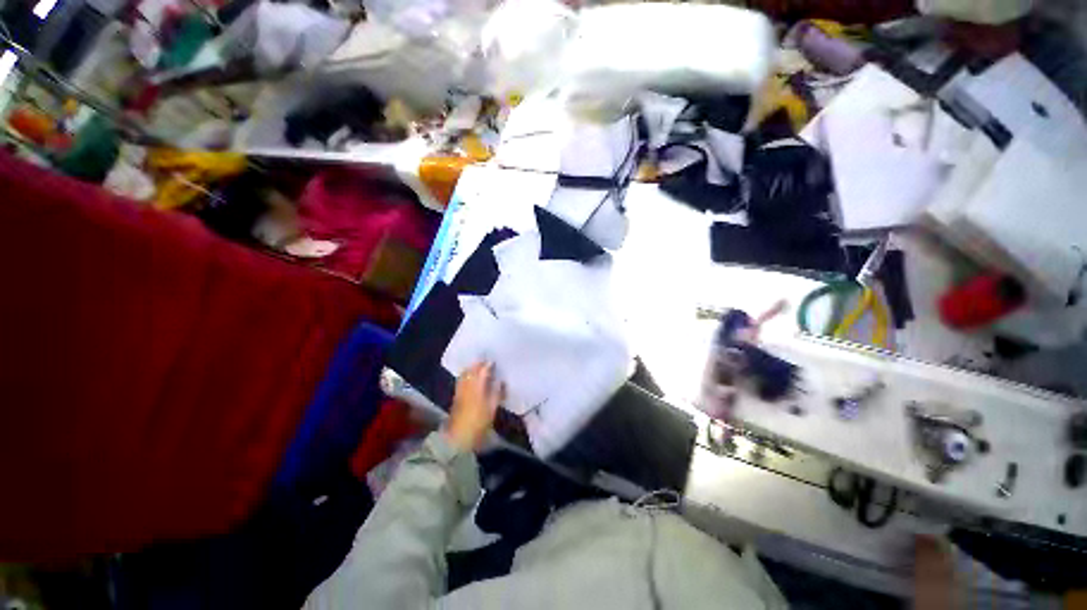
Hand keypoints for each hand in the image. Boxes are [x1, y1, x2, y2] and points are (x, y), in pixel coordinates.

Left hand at [446, 362, 503, 451]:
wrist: (458, 437)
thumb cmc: (478, 423)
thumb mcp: (492, 409)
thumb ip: (496, 393)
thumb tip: (500, 380)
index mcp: (478, 387)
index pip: (483, 370)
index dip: (488, 364)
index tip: (494, 360)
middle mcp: (468, 385)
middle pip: (472, 369)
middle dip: (479, 363)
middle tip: (486, 360)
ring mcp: (460, 390)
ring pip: (465, 373)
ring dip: (471, 367)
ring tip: (478, 365)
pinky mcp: (456, 396)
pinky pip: (461, 379)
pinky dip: (466, 374)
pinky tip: (469, 376)